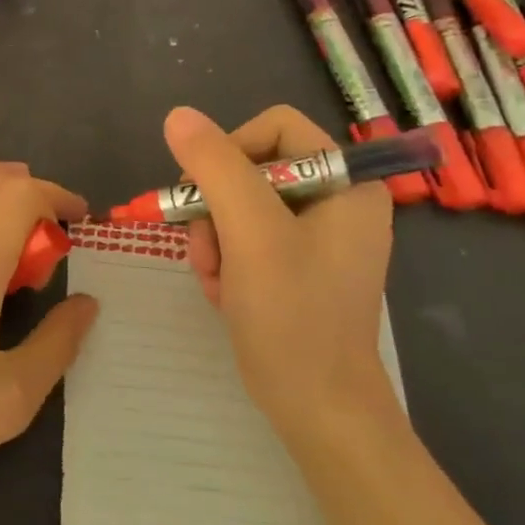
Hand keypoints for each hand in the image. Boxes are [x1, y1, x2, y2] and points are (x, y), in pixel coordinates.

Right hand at [166, 105, 397, 447]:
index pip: (275, 128)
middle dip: (216, 207)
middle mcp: (336, 202)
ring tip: (215, 278)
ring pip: (238, 205)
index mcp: (346, 183)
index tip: (206, 192)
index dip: (231, 149)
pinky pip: (244, 238)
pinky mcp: (295, 266)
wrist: (317, 408)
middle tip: (206, 247)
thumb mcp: (250, 232)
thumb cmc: (293, 315)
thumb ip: (216, 166)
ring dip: (213, 239)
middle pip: (251, 167)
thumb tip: (179, 116)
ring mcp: (316, 237)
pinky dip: (224, 260)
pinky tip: (225, 293)